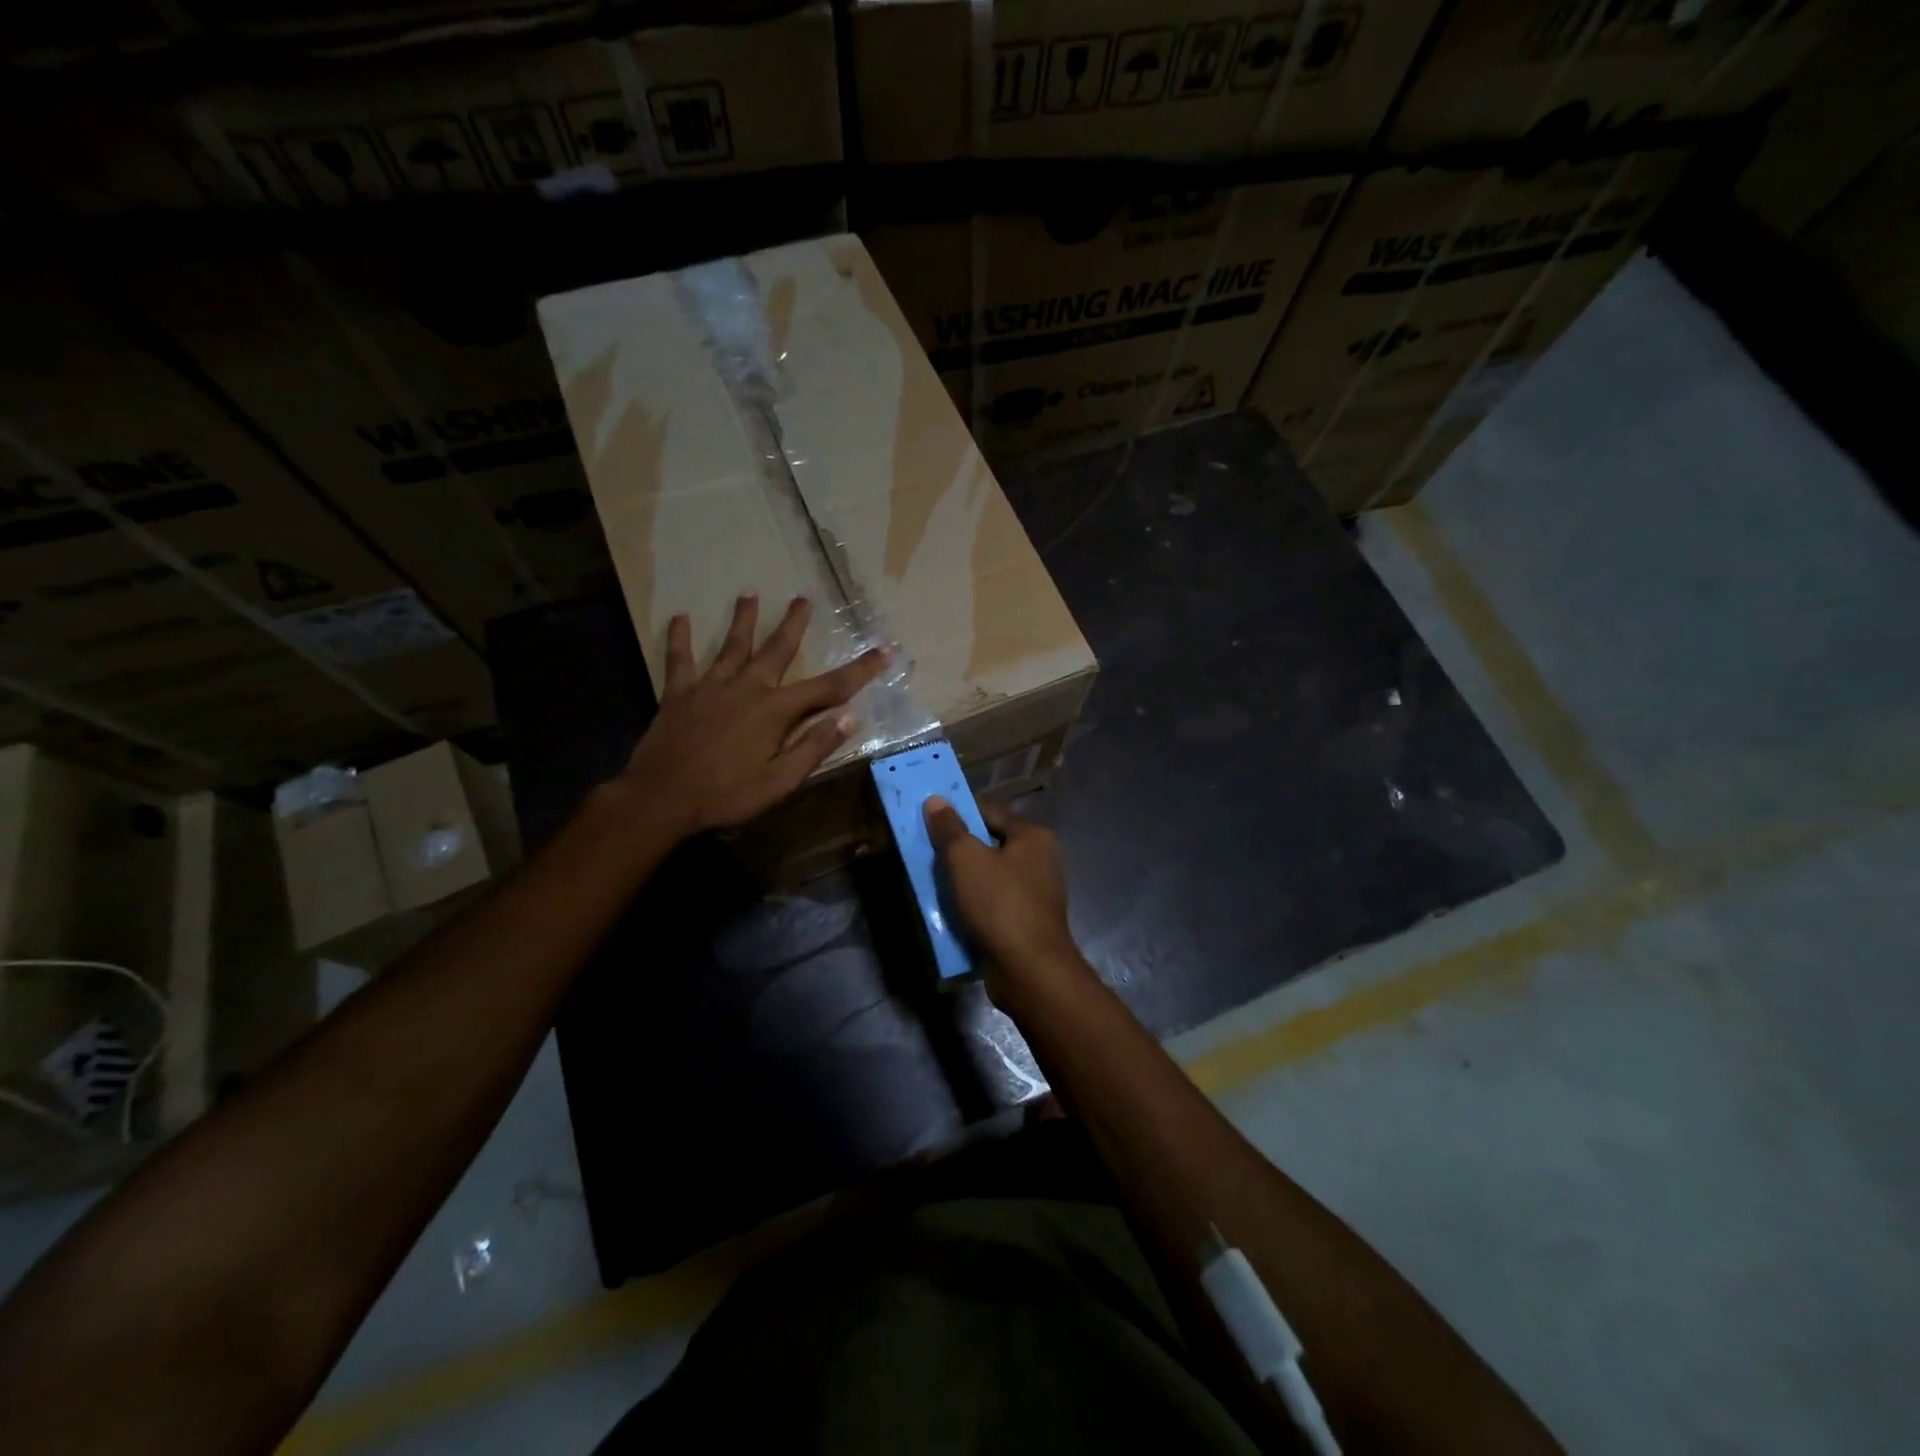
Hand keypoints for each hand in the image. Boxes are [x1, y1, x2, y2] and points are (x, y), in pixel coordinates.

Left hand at [619, 593, 885, 836]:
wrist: (661, 798)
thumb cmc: (726, 795)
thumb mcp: (780, 781)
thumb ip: (814, 747)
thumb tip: (850, 717)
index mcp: (776, 711)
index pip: (828, 687)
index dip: (859, 670)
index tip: (883, 652)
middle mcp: (747, 687)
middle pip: (777, 649)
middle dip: (794, 623)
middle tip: (804, 598)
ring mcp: (710, 686)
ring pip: (732, 645)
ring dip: (743, 619)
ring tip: (749, 593)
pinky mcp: (679, 693)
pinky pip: (680, 660)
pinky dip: (680, 638)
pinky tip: (680, 618)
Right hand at [924, 798, 1091, 1012]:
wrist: (1030, 970)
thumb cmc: (1000, 904)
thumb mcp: (966, 859)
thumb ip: (950, 828)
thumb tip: (936, 800)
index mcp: (1033, 836)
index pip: (990, 810)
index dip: (959, 813)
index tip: (930, 822)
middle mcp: (1041, 860)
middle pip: (990, 844)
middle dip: (958, 850)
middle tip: (926, 854)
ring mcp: (1036, 893)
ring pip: (990, 876)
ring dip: (963, 881)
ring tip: (933, 885)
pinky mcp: (1027, 922)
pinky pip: (994, 904)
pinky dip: (974, 906)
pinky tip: (951, 913)